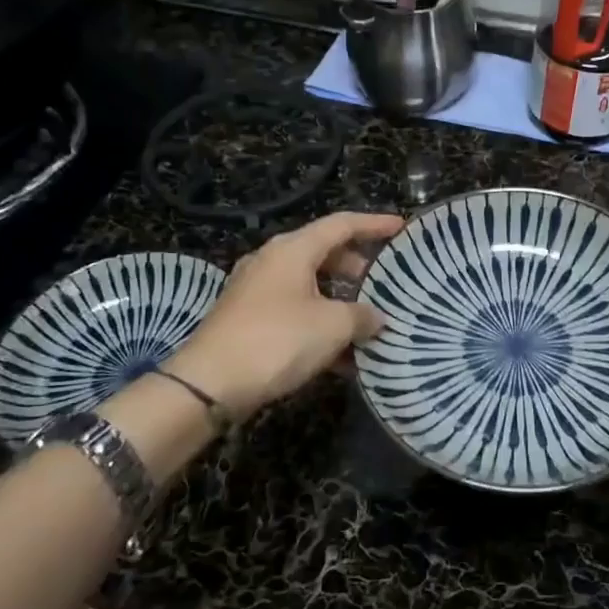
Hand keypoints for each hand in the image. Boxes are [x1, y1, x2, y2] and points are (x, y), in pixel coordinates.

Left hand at [168, 212, 403, 419]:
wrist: (207, 384)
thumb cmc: (276, 341)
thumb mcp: (332, 327)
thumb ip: (361, 316)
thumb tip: (377, 317)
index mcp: (293, 249)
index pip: (341, 224)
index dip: (374, 224)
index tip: (401, 227)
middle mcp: (272, 260)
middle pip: (323, 252)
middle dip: (356, 267)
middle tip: (384, 281)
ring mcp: (256, 289)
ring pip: (309, 284)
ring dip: (339, 300)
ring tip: (366, 321)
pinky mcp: (247, 318)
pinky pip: (294, 310)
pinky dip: (319, 322)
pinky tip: (340, 355)